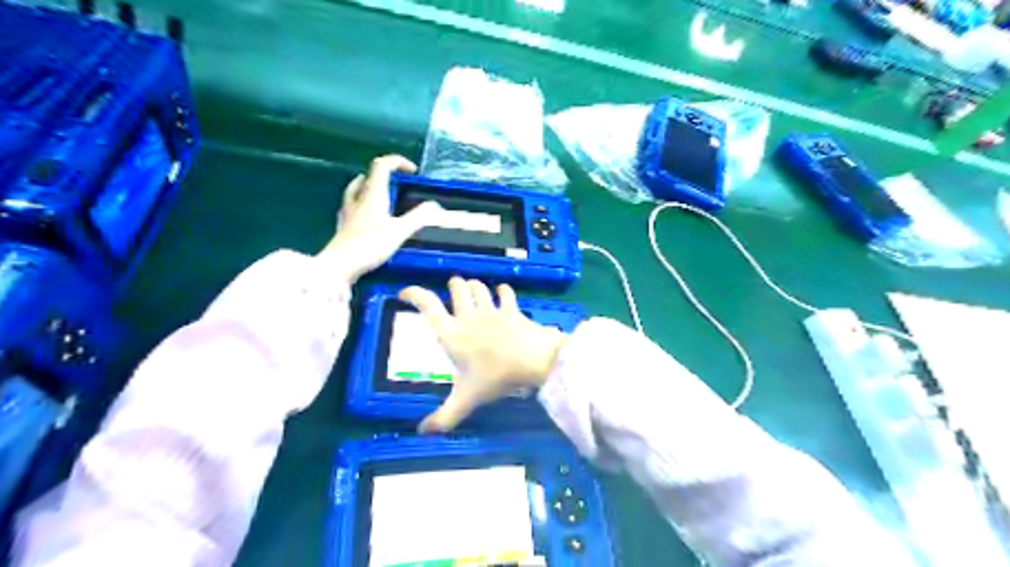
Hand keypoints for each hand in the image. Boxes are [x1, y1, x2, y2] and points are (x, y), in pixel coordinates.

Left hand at [316, 154, 439, 282]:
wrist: (339, 265)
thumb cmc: (370, 245)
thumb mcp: (400, 232)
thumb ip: (418, 217)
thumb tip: (436, 206)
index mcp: (373, 195)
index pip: (382, 165)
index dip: (398, 162)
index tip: (413, 172)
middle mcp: (358, 198)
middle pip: (369, 175)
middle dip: (385, 173)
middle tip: (399, 183)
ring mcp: (348, 210)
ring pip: (357, 188)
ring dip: (370, 184)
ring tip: (381, 191)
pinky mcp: (344, 224)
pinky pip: (352, 203)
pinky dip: (362, 201)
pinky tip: (365, 212)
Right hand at [400, 279, 567, 434]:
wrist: (532, 360)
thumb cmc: (494, 377)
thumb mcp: (466, 399)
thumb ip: (444, 417)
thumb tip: (422, 433)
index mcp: (451, 333)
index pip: (428, 305)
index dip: (414, 294)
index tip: (405, 293)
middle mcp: (468, 316)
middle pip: (457, 288)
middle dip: (454, 285)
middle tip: (453, 289)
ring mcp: (491, 310)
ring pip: (479, 288)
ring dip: (474, 286)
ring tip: (472, 289)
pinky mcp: (512, 310)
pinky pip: (506, 294)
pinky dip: (503, 291)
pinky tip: (502, 292)